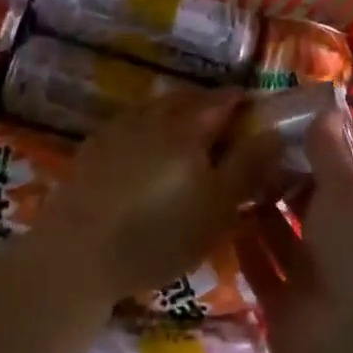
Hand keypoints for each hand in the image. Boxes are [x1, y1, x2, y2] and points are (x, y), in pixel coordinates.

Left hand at [37, 88, 283, 304]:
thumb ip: (249, 166)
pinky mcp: (94, 147)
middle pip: (189, 99)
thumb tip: (274, 131)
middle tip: (227, 134)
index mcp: (188, 125)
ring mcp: (119, 127)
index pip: (225, 99)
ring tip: (189, 147)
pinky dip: (150, 133)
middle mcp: (153, 114)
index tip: (259, 119)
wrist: (77, 253)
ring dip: (179, 119)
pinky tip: (148, 159)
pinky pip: (133, 127)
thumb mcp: (218, 208)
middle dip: (211, 109)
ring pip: (159, 110)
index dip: (246, 105)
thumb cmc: (159, 235)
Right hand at [237, 113, 352, 352]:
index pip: (331, 181)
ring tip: (219, 181)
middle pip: (302, 213)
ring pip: (278, 243)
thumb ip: (330, 154)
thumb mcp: (348, 192)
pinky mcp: (283, 313)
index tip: (270, 133)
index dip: (304, 159)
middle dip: (275, 187)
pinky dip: (243, 254)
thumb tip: (326, 108)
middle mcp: (339, 250)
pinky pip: (259, 276)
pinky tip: (216, 224)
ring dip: (255, 218)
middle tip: (234, 153)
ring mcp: (311, 284)